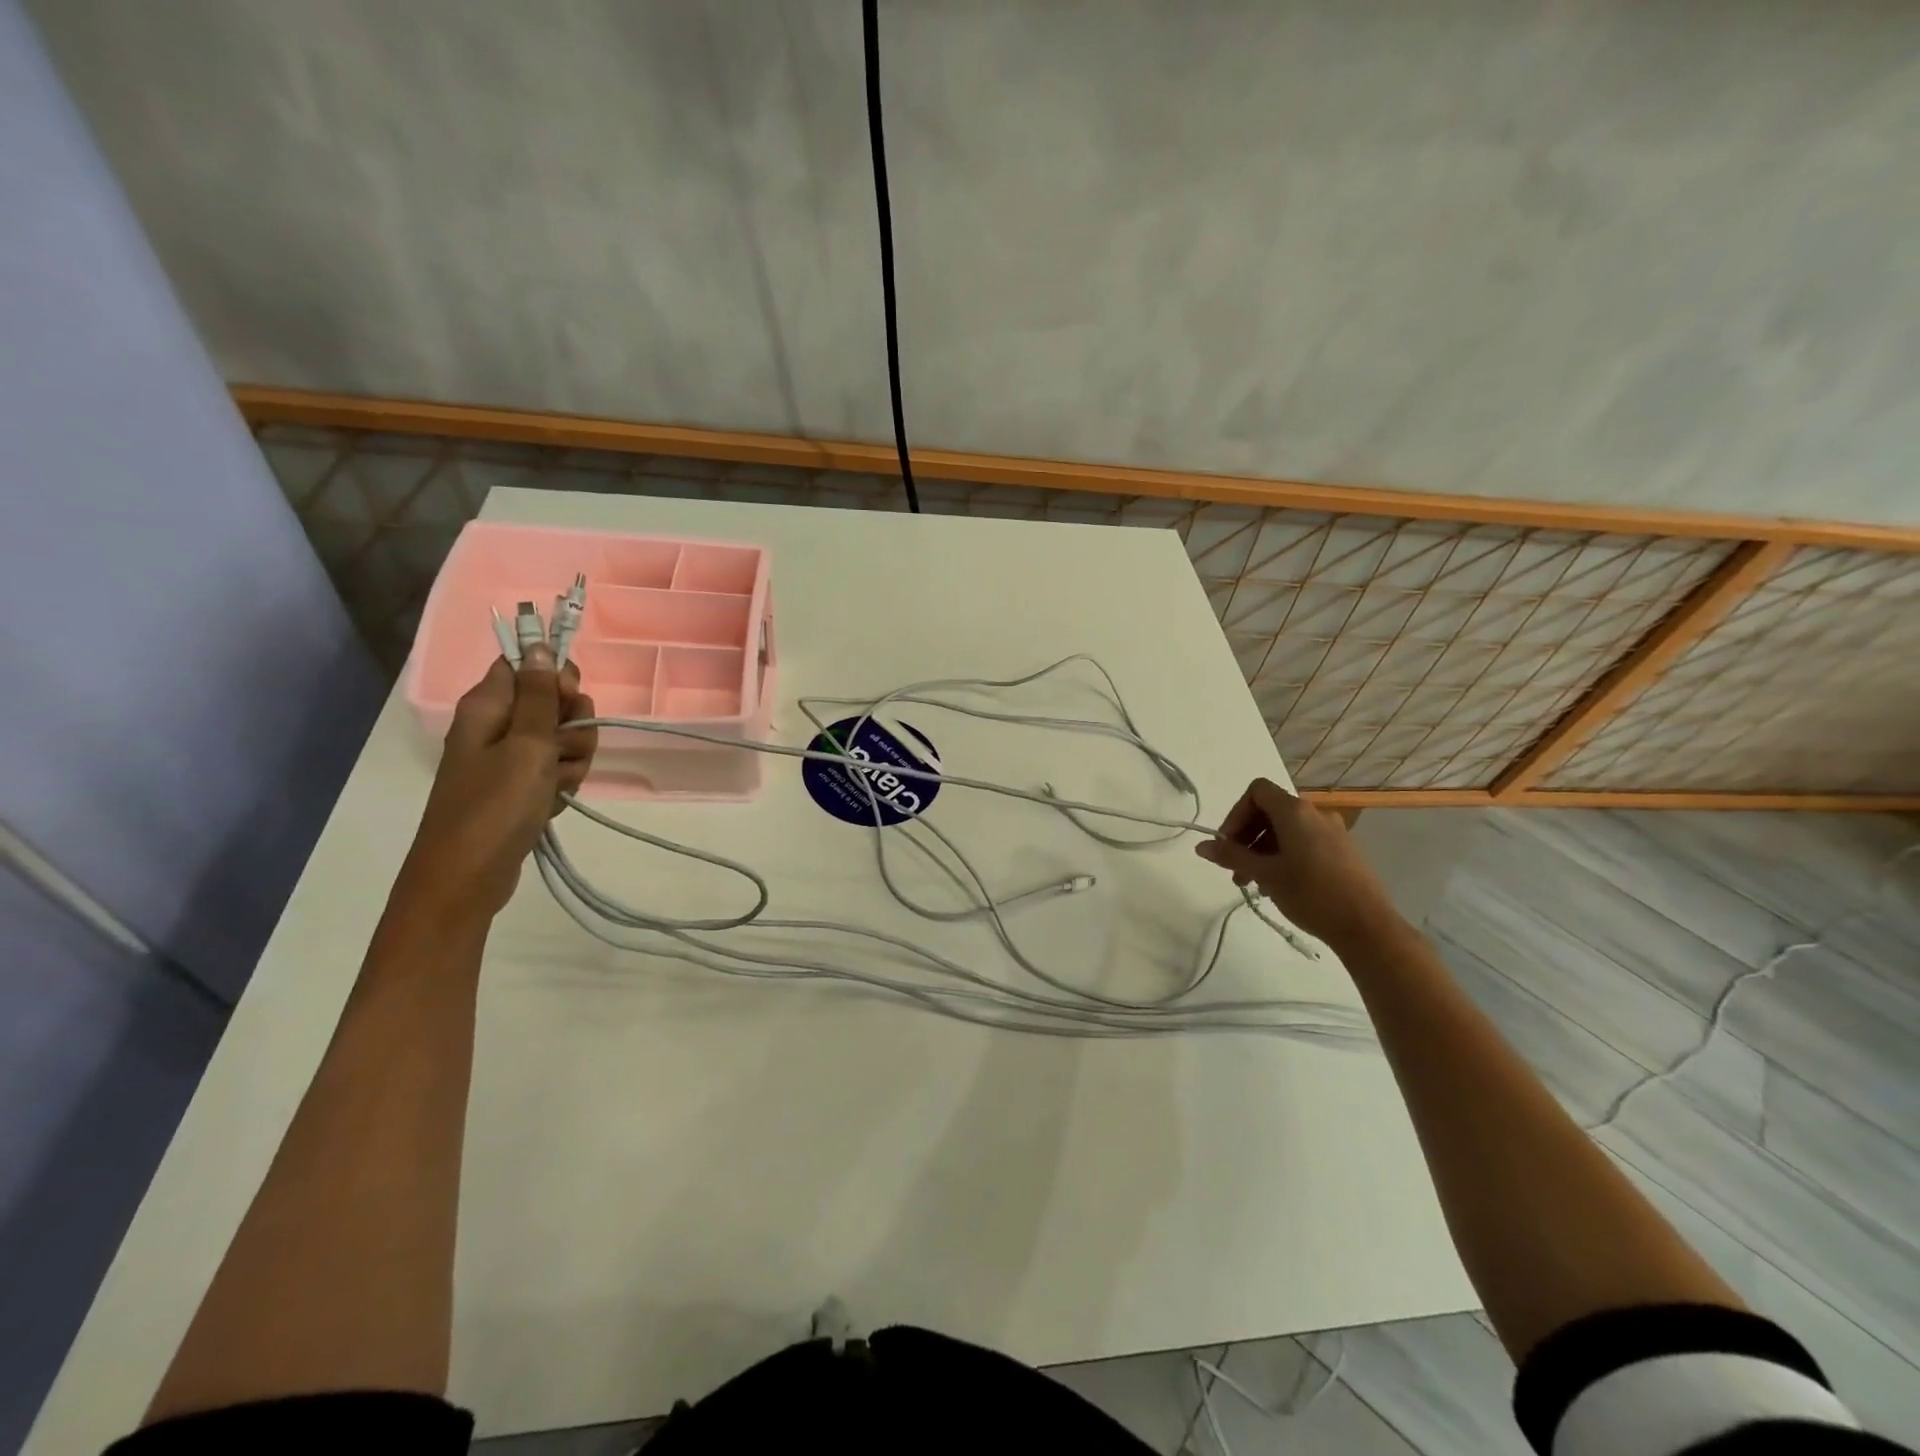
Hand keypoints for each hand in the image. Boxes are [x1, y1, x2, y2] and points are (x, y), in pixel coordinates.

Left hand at [397, 644, 597, 921]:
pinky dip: (563, 784)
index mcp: (487, 708)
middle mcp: (496, 727)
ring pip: (562, 740)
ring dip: (573, 759)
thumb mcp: (526, 745)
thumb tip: (538, 643)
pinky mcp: (521, 788)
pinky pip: (557, 771)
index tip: (570, 700)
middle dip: (573, 725)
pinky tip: (554, 802)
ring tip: (557, 784)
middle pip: (553, 703)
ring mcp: (508, 760)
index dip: (555, 677)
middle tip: (563, 749)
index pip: (525, 666)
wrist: (467, 878)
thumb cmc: (494, 807)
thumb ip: (539, 695)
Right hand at [1195, 778, 1398, 949]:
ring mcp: (1333, 832)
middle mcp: (1315, 814)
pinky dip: (1284, 855)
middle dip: (1247, 837)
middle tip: (1235, 869)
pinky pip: (1304, 842)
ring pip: (1286, 830)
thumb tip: (1201, 846)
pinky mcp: (1343, 851)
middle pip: (1270, 811)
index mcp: (1295, 811)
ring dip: (1263, 850)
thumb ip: (1231, 856)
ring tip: (1254, 883)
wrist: (1367, 927)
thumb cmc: (1311, 894)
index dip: (1236, 814)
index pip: (1256, 792)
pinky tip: (1280, 885)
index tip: (1228, 845)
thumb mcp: (1265, 874)